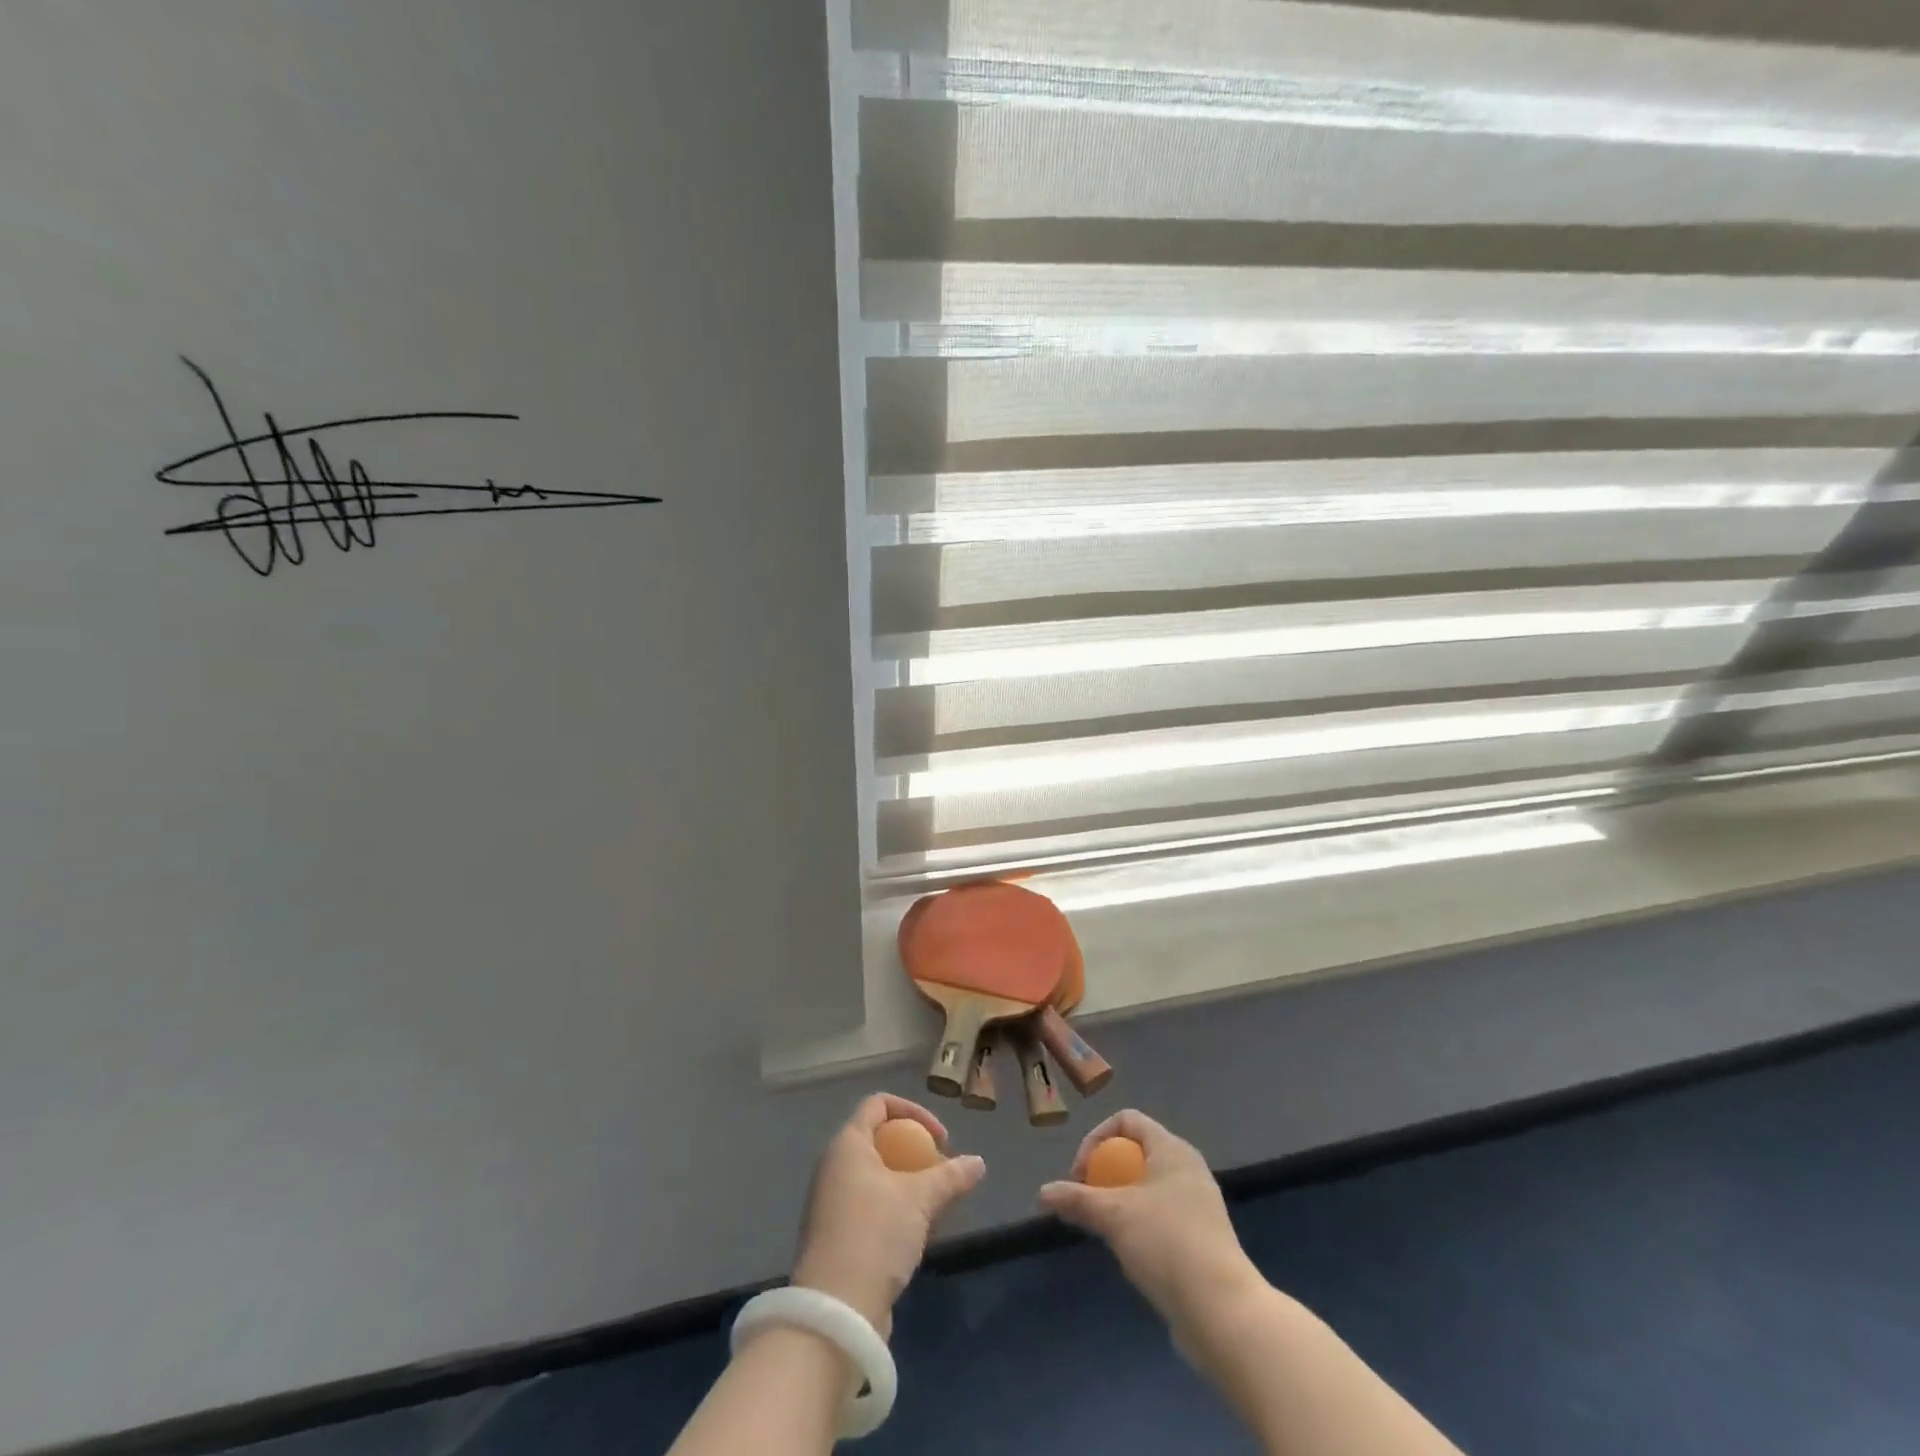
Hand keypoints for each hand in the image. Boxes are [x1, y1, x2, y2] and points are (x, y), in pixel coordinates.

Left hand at [790, 1093, 984, 1338]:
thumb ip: (951, 1177)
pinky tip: (915, 1235)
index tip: (941, 1140)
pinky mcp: (834, 1237)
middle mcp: (833, 1166)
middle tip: (941, 1174)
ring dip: (907, 1185)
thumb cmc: (875, 1234)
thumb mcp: (920, 1200)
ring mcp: (830, 1203)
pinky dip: (893, 1209)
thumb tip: (979, 1163)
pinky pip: (868, 1206)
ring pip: (875, 1176)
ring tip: (934, 1208)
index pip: (879, 1104)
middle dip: (914, 1152)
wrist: (836, 1312)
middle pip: (878, 1140)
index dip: (914, 1112)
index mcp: (847, 1144)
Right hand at [1039, 1109, 1262, 1335]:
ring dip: (1120, 1201)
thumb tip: (1042, 1193)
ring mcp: (1198, 1204)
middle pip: (1136, 1152)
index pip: (1127, 1119)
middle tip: (1088, 1202)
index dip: (1096, 1138)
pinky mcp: (1202, 1238)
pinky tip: (1131, 1254)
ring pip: (1148, 1186)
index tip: (1080, 1175)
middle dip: (1105, 1173)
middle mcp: (1188, 1168)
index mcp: (1172, 1149)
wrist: (1223, 1312)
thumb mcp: (1114, 1217)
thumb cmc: (1167, 1244)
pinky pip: (1162, 1216)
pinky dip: (1140, 1225)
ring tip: (1105, 1230)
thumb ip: (1077, 1200)